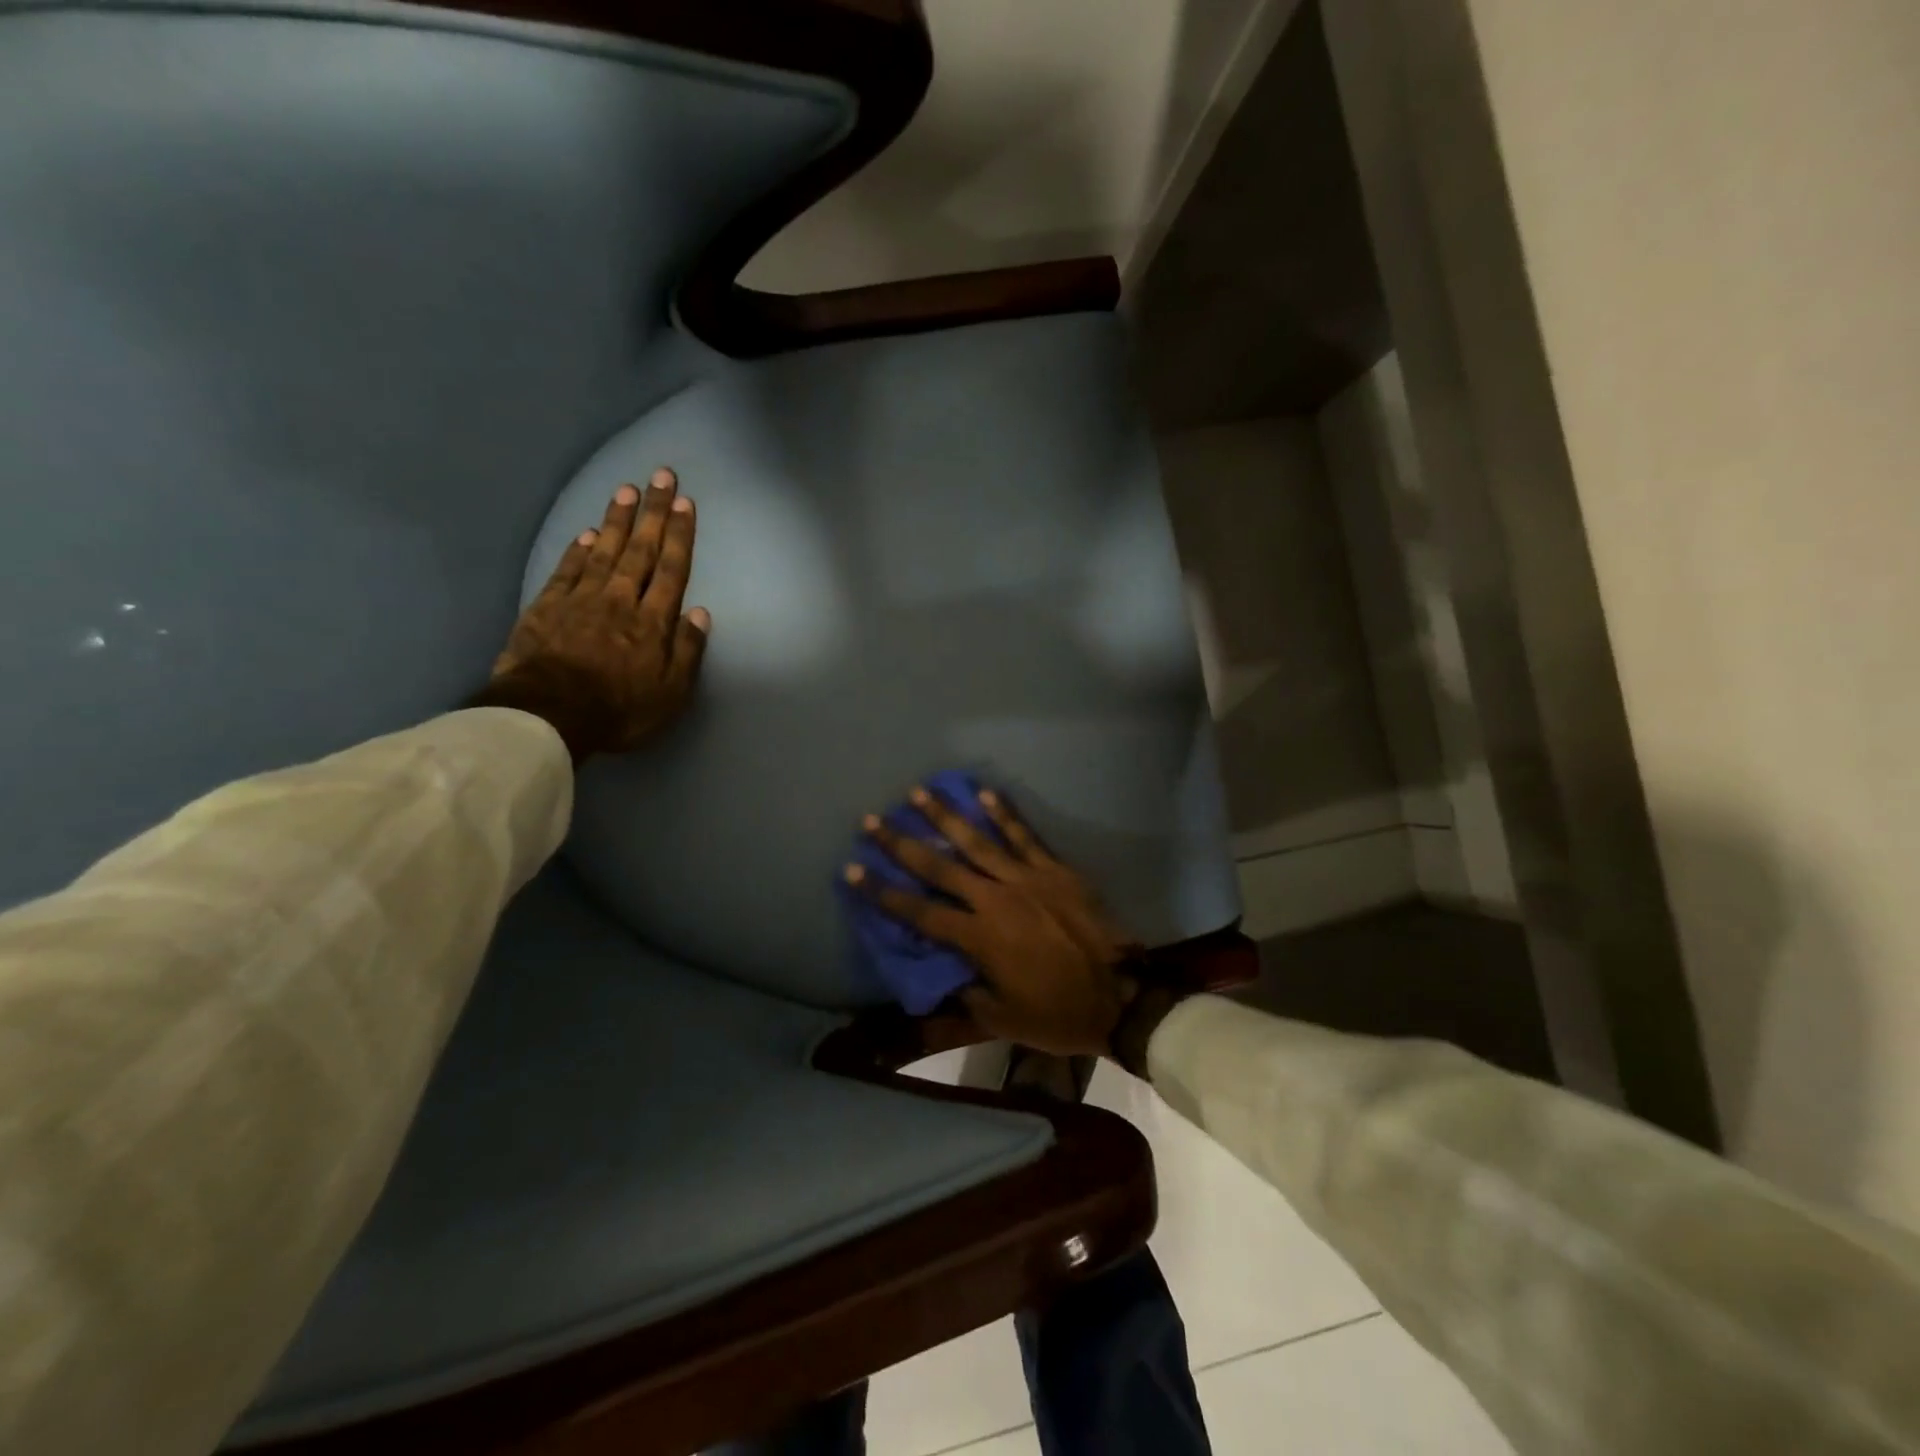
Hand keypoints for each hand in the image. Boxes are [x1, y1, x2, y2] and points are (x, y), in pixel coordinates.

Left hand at [480, 468, 709, 762]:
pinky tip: (587, 532)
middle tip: (661, 476)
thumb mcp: (670, 693)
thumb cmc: (619, 709)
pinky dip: (578, 548)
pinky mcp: (547, 606)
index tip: (684, 504)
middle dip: (653, 513)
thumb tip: (700, 613)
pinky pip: (567, 569)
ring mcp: (581, 600)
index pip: (671, 570)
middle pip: (640, 550)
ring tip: (627, 489)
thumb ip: (687, 651)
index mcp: (652, 622)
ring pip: (604, 550)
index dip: (679, 536)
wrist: (548, 715)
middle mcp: (620, 600)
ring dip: (617, 519)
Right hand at [846, 786, 1141, 1056]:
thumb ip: (965, 994)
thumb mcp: (1002, 1019)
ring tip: (919, 791)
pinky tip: (985, 792)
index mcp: (979, 938)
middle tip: (873, 819)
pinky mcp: (1055, 869)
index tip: (852, 869)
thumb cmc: (1057, 1013)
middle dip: (902, 843)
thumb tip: (943, 973)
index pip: (919, 912)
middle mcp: (995, 899)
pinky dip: (1005, 814)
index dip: (882, 892)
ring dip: (946, 815)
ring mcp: (1027, 878)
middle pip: (939, 866)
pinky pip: (1025, 836)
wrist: (1120, 997)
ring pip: (978, 840)